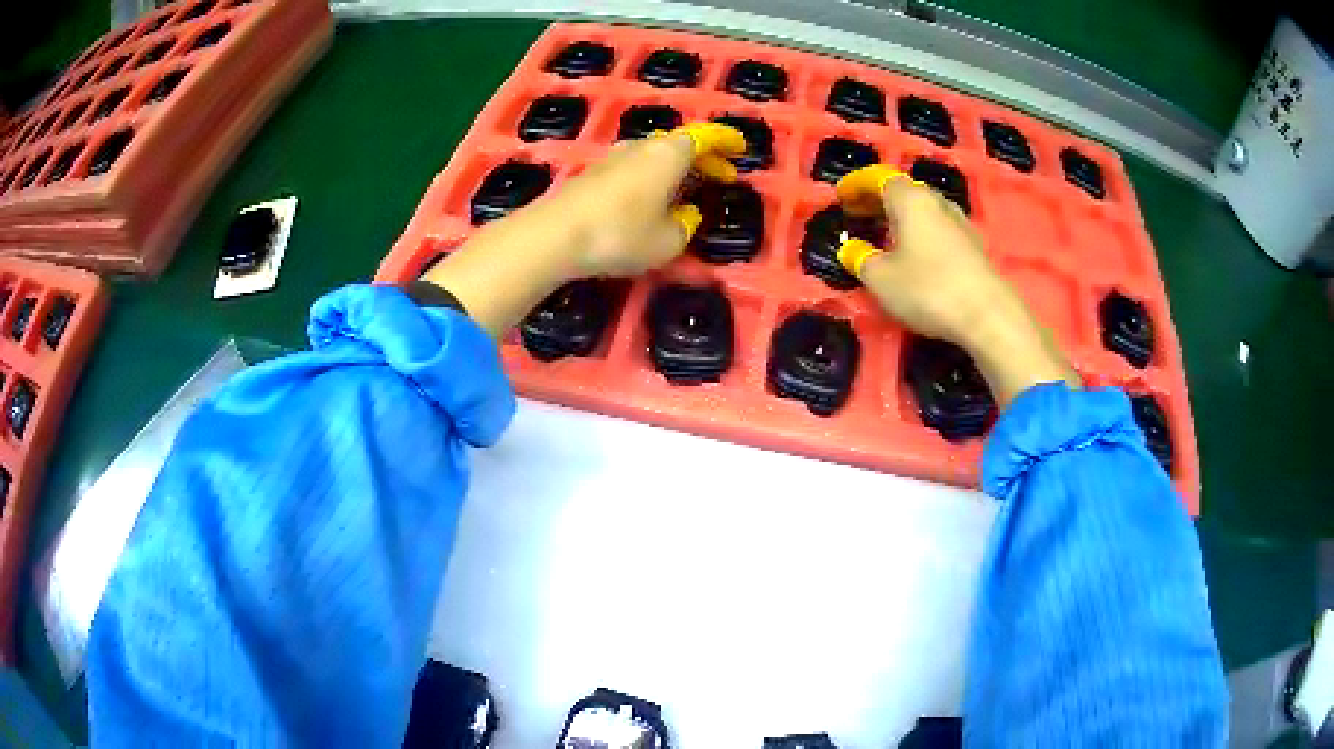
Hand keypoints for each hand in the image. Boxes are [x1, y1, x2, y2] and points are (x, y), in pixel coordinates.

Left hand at [549, 122, 746, 276]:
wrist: (553, 235)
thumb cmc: (620, 233)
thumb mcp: (667, 241)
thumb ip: (685, 226)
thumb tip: (687, 215)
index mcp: (669, 154)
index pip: (705, 137)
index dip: (725, 141)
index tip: (740, 148)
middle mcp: (642, 147)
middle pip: (680, 144)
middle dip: (705, 158)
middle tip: (723, 174)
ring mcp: (613, 158)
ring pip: (655, 155)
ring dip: (677, 168)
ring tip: (689, 188)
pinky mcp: (593, 175)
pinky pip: (635, 168)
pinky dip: (653, 177)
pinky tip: (652, 198)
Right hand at [834, 165, 1078, 404]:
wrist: (988, 315)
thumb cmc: (928, 289)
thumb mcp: (881, 279)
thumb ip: (860, 259)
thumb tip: (851, 249)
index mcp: (910, 199)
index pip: (879, 178)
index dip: (857, 184)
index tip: (840, 196)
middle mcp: (936, 202)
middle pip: (903, 191)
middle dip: (878, 199)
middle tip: (858, 214)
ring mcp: (959, 222)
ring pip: (923, 210)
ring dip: (901, 217)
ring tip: (885, 234)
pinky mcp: (974, 246)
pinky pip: (938, 228)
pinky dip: (920, 232)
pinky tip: (915, 253)